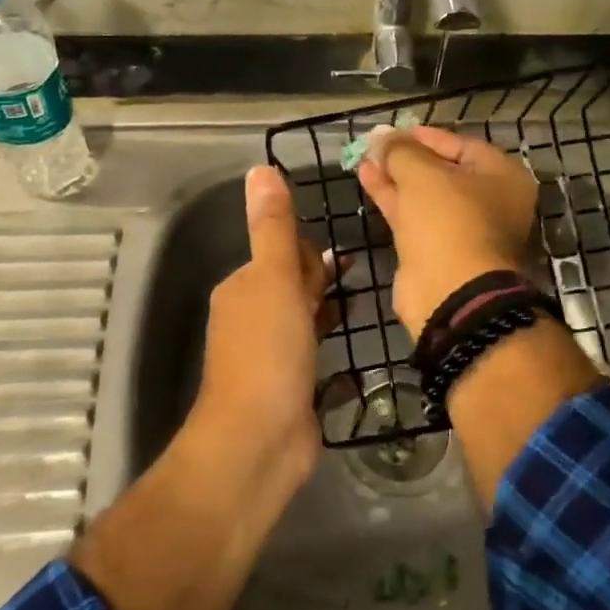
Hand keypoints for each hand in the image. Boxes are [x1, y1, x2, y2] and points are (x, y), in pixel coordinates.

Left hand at [191, 166, 336, 480]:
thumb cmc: (268, 351)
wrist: (258, 441)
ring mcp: (269, 356)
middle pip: (293, 285)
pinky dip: (331, 347)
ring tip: (365, 307)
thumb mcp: (274, 279)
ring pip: (303, 320)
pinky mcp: (289, 388)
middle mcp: (251, 318)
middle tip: (362, 279)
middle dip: (322, 280)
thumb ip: (274, 227)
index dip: (311, 255)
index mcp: (243, 288)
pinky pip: (314, 355)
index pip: (282, 254)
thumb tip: (260, 168)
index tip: (341, 264)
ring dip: (329, 311)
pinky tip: (356, 352)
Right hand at [354, 124, 538, 335]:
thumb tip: (382, 136)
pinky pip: (414, 216)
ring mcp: (462, 230)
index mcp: (502, 178)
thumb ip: (400, 150)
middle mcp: (488, 202)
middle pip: (443, 171)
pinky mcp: (437, 251)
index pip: (463, 145)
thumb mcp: (422, 174)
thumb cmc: (448, 220)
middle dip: (407, 157)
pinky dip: (392, 198)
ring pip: (425, 195)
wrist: (450, 293)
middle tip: (376, 143)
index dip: (427, 136)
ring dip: (395, 176)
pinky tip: (367, 178)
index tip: (395, 130)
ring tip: (364, 157)